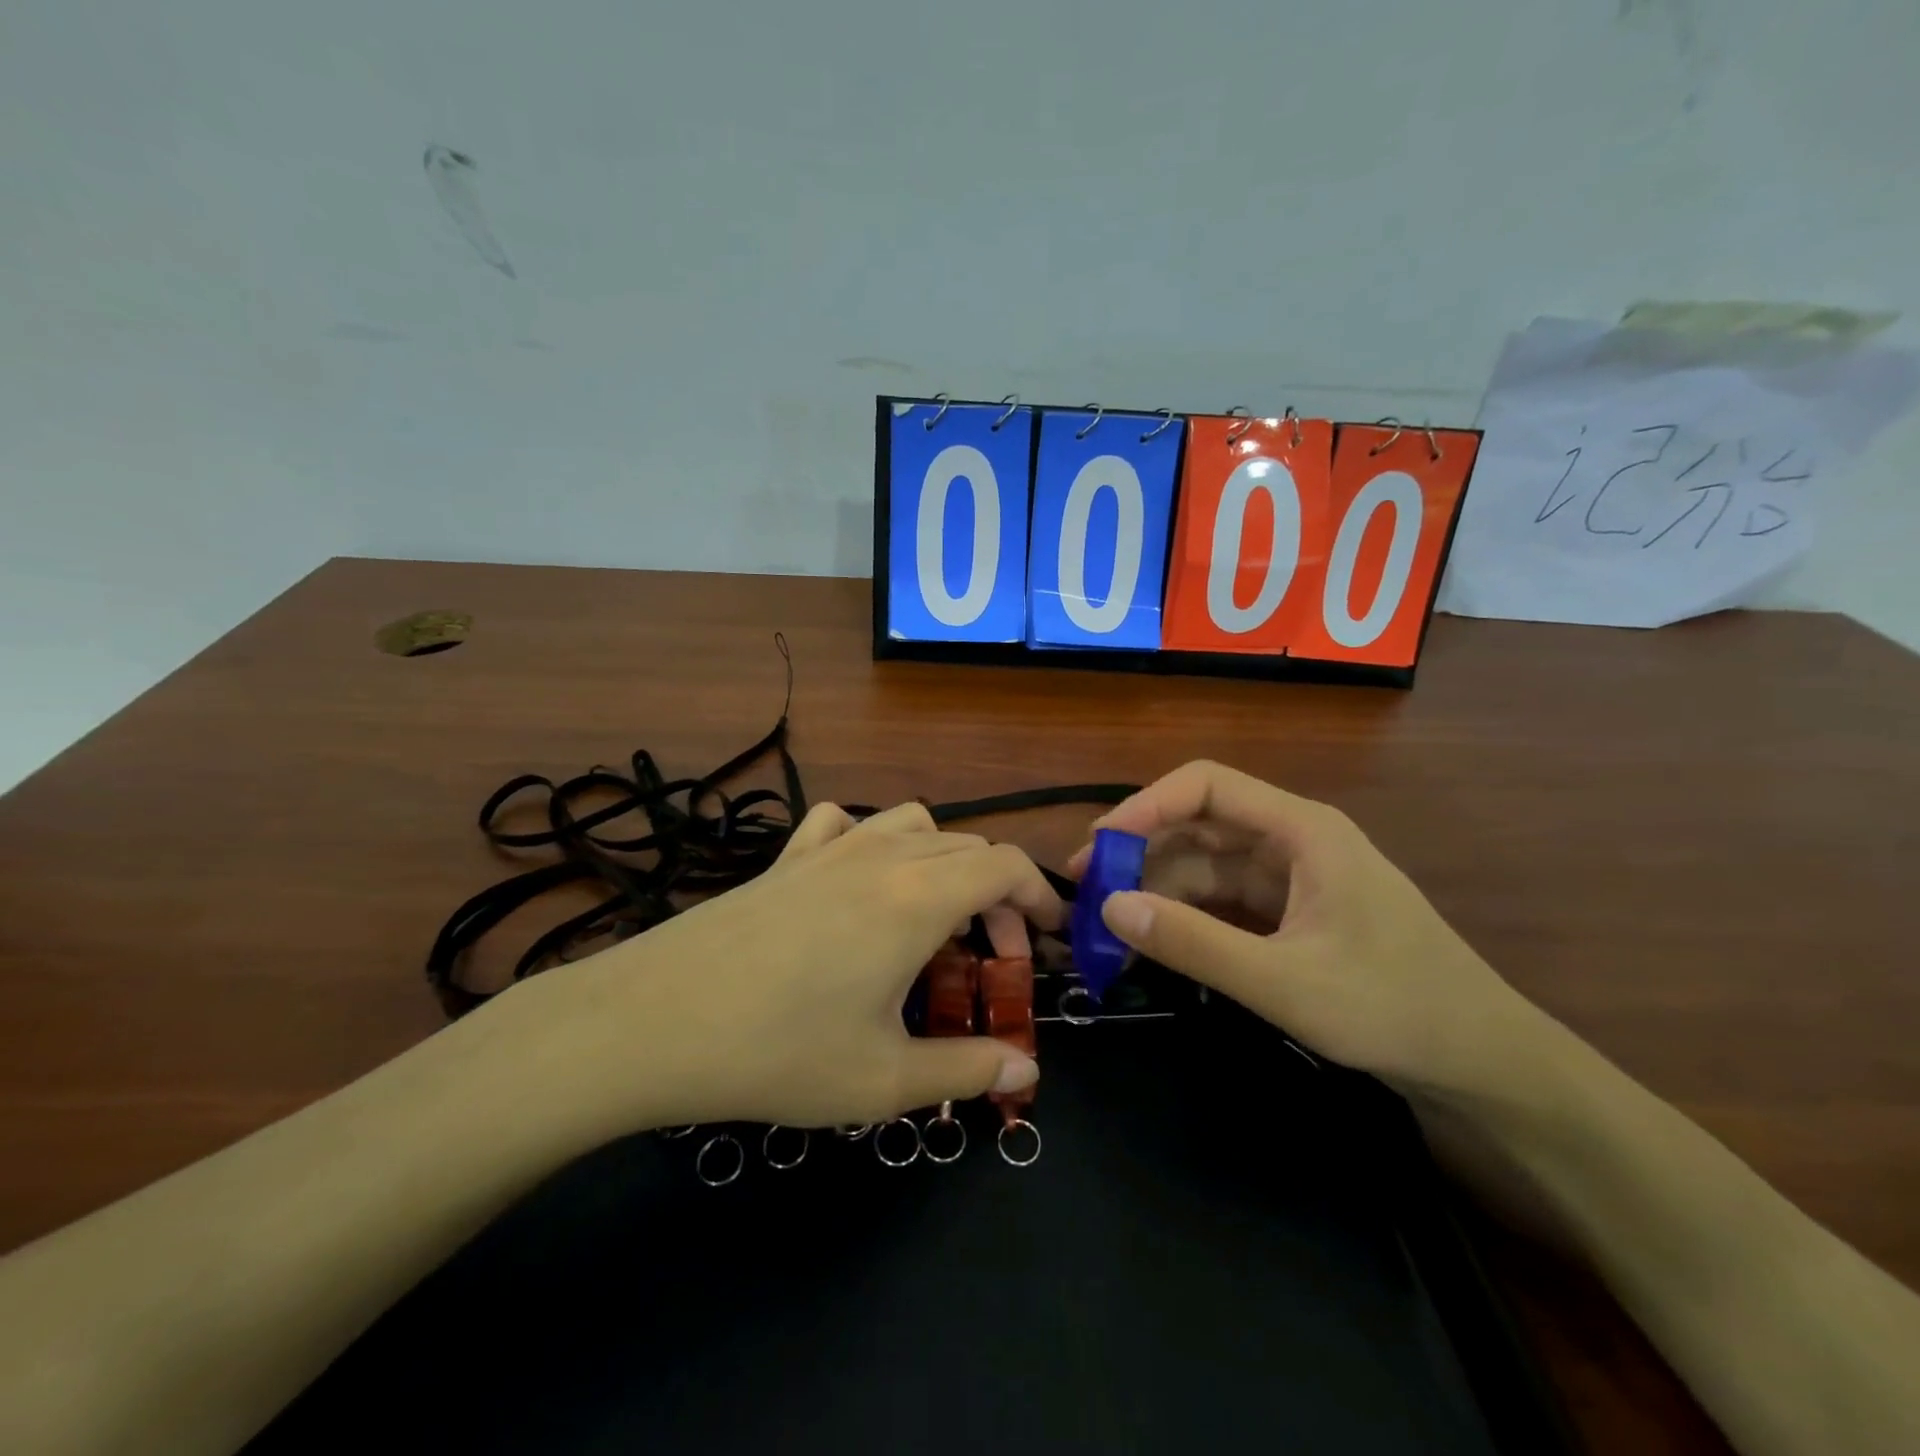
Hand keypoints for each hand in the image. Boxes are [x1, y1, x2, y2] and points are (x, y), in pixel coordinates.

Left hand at [499, 802, 1058, 1140]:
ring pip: (913, 824)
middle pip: (967, 847)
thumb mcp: (883, 1080)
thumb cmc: (778, 1051)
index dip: (1039, 899)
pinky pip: (843, 823)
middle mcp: (882, 855)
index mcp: (918, 897)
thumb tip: (1026, 1073)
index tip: (1045, 944)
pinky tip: (857, 882)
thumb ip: (965, 1071)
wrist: (652, 1021)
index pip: (1006, 866)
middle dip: (997, 895)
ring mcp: (829, 849)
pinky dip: (870, 840)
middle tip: (989, 958)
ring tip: (932, 917)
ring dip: (942, 861)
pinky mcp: (785, 858)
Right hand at [1068, 761, 1547, 1098]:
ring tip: (1109, 927)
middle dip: (1140, 852)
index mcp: (1300, 830)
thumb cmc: (1393, 1008)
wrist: (1482, 1063)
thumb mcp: (1284, 981)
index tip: (1099, 847)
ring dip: (1157, 890)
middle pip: (1198, 825)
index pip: (1206, 785)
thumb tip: (1109, 906)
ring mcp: (1290, 878)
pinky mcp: (1289, 914)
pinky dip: (1184, 916)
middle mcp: (1291, 841)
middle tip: (1086, 893)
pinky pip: (1222, 902)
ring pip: (1205, 867)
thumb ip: (1193, 942)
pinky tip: (1153, 941)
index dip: (1145, 805)